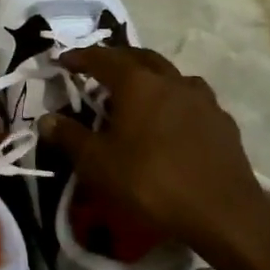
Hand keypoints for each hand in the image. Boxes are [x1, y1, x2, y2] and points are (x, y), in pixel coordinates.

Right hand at [43, 46, 269, 256]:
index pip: (102, 58)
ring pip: (170, 75)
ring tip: (138, 95)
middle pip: (140, 57)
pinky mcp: (222, 120)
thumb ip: (69, 137)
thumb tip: (47, 119)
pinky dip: (174, 100)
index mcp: (138, 83)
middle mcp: (171, 80)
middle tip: (99, 73)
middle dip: (116, 60)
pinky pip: (192, 99)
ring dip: (149, 78)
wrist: (223, 212)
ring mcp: (202, 98)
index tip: (64, 62)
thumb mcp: (98, 164)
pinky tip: (172, 121)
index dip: (80, 57)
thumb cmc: (151, 182)